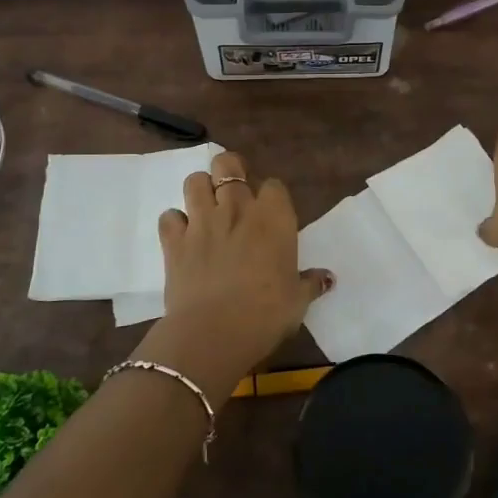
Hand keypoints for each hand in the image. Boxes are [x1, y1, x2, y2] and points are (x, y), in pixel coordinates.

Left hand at [140, 151, 332, 391]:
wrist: (214, 332)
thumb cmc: (266, 314)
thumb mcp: (297, 301)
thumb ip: (310, 283)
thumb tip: (328, 278)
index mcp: (273, 219)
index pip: (274, 185)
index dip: (271, 195)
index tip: (271, 211)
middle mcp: (237, 209)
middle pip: (228, 165)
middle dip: (230, 170)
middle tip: (233, 189)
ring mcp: (201, 222)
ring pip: (194, 181)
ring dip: (200, 188)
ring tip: (206, 206)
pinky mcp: (174, 241)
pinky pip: (169, 217)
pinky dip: (174, 223)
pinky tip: (182, 237)